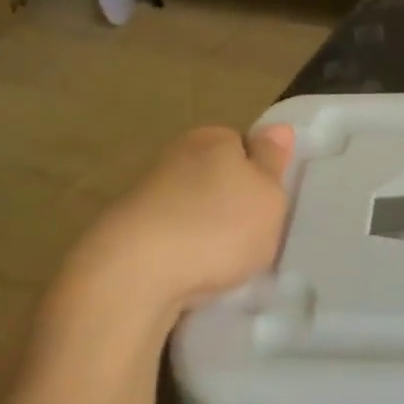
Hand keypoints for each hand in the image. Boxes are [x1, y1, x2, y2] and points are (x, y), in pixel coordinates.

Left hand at [72, 125, 295, 322]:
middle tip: (249, 239)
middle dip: (229, 204)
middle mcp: (177, 155)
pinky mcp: (124, 231)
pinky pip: (167, 237)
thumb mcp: (268, 195)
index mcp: (213, 138)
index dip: (259, 175)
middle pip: (215, 176)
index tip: (267, 207)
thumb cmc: (216, 226)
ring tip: (218, 265)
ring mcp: (146, 193)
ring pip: (189, 207)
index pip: (244, 145)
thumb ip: (273, 161)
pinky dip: (178, 252)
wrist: (133, 275)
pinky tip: (187, 276)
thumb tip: (278, 128)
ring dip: (202, 230)